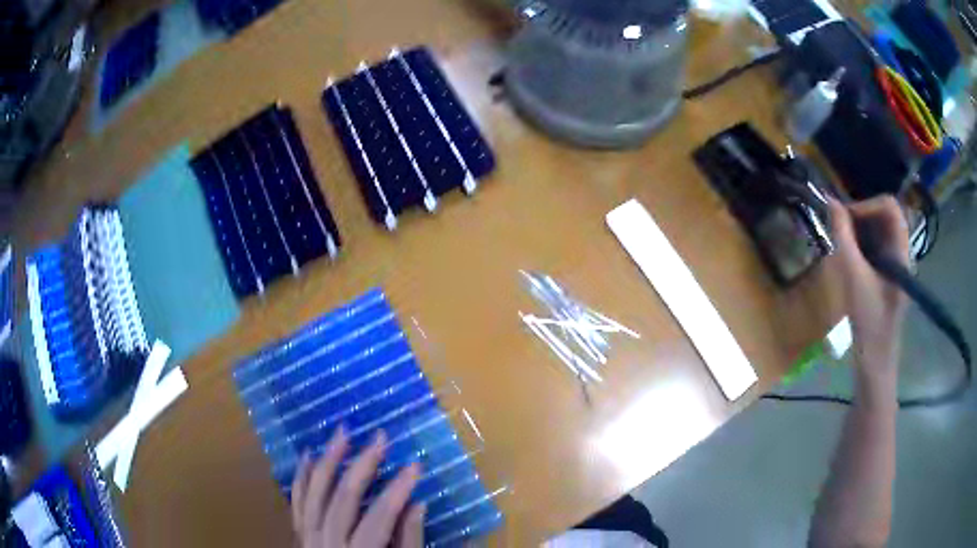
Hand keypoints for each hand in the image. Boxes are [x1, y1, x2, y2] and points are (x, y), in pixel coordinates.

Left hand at [291, 428, 424, 547]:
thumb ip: (408, 541)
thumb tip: (418, 505)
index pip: (380, 516)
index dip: (398, 489)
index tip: (415, 465)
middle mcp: (327, 542)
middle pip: (344, 497)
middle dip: (363, 464)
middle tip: (379, 436)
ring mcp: (307, 536)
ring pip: (315, 492)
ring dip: (328, 460)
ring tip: (342, 433)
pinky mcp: (298, 533)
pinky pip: (296, 500)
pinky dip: (302, 477)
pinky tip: (308, 455)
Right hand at [828, 196, 908, 388]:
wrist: (875, 362)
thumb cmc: (868, 322)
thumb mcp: (853, 277)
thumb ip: (843, 237)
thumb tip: (830, 202)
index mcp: (901, 251)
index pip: (889, 206)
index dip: (866, 205)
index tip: (846, 219)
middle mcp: (902, 251)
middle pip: (885, 215)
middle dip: (862, 215)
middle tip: (840, 228)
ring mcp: (896, 264)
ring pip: (880, 230)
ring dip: (860, 229)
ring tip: (843, 243)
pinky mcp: (889, 275)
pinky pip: (877, 246)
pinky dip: (862, 243)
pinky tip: (850, 258)